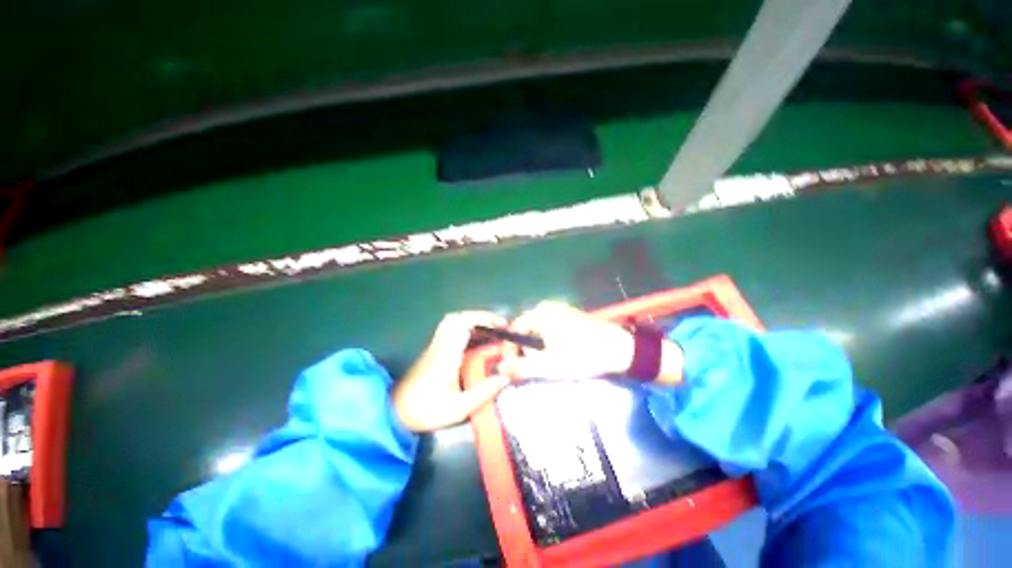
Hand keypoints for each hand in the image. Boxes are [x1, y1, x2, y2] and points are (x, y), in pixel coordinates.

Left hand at [393, 311, 510, 431]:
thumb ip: (483, 392)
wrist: (395, 413)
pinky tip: (473, 341)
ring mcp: (435, 346)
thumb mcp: (459, 408)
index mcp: (448, 353)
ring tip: (487, 331)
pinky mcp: (432, 350)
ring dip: (471, 321)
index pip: (465, 324)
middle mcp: (441, 344)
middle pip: (458, 317)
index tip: (501, 325)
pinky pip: (448, 329)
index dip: (485, 319)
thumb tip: (505, 377)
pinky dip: (463, 328)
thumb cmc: (427, 410)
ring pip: (451, 321)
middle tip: (496, 327)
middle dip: (480, 317)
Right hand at [499, 302, 634, 380]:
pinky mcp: (571, 316)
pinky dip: (549, 343)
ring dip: (538, 349)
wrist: (620, 349)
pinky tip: (559, 356)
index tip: (512, 368)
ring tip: (545, 366)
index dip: (510, 350)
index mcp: (540, 313)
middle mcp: (548, 307)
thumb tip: (499, 369)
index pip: (515, 330)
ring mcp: (561, 310)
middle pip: (527, 330)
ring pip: (539, 331)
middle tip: (531, 370)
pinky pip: (551, 329)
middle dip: (526, 351)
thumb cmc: (581, 356)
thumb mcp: (548, 366)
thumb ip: (521, 368)